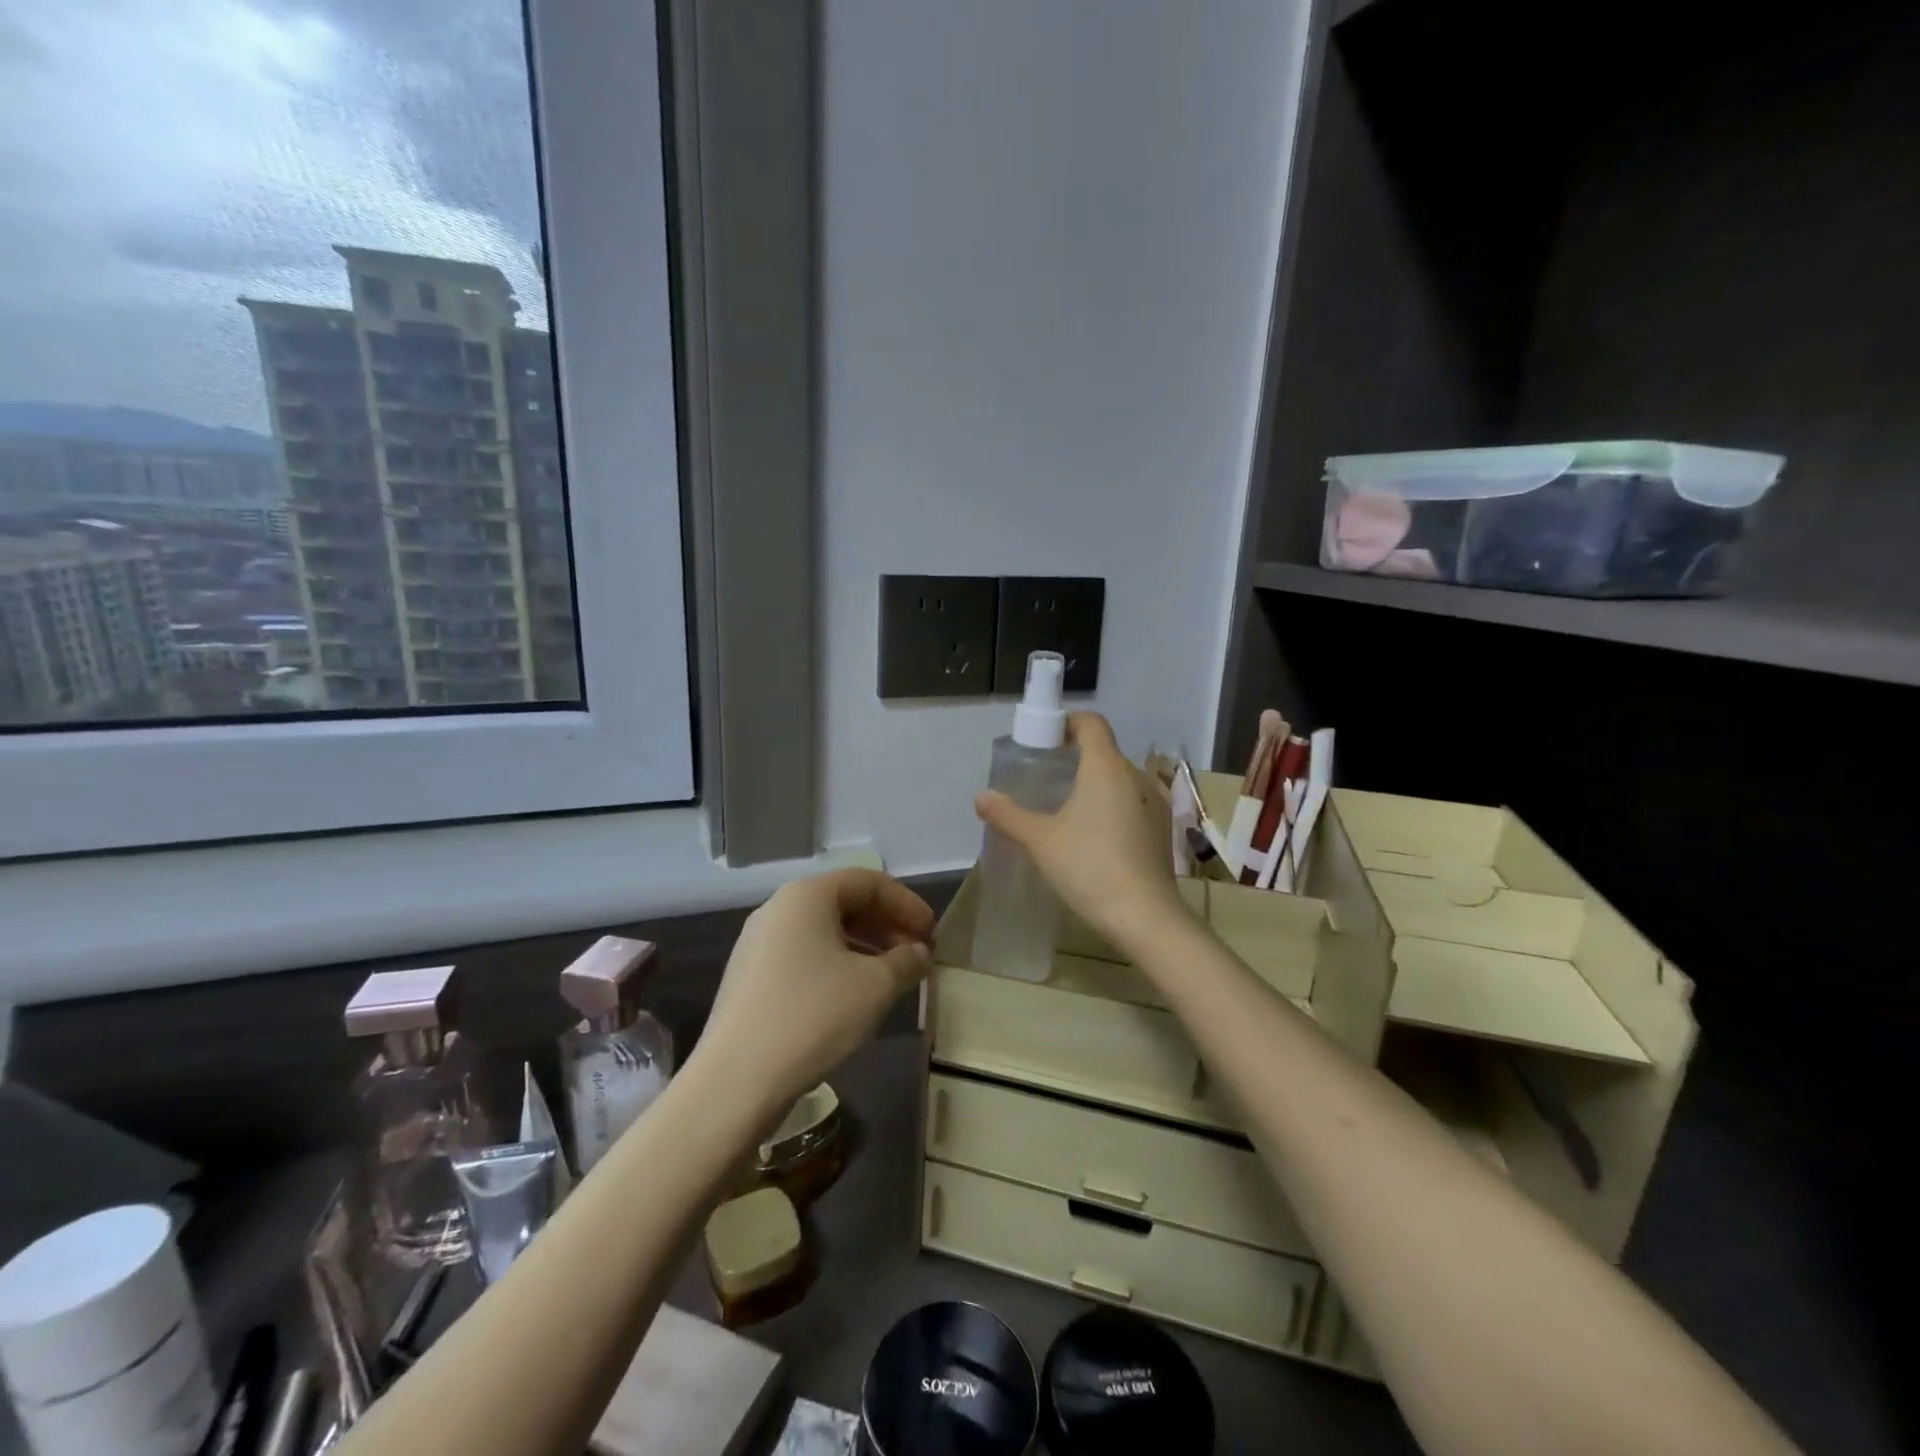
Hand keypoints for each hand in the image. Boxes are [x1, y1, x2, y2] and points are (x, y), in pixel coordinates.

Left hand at [692, 869, 934, 1121]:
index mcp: (806, 896)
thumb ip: (905, 962)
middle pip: (843, 903)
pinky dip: (836, 966)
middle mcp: (778, 909)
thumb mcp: (875, 986)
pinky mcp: (749, 979)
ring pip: (823, 932)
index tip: (931, 933)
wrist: (736, 1080)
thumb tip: (918, 953)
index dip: (906, 903)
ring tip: (890, 978)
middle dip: (885, 925)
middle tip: (915, 954)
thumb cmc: (813, 1016)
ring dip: (863, 948)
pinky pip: (803, 957)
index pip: (868, 882)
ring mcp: (757, 944)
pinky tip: (853, 998)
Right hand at [974, 712, 1185, 952]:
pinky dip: (1110, 805)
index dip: (1066, 723)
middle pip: (1103, 750)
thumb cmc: (1089, 868)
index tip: (1044, 741)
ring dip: (1093, 783)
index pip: (1091, 723)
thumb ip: (1009, 815)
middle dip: (1074, 757)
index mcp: (1106, 768)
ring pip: (1118, 778)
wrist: (1145, 917)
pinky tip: (1093, 835)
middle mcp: (1135, 776)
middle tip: (1044, 778)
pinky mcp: (1161, 828)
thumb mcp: (1041, 841)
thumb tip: (980, 797)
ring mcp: (1154, 802)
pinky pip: (1131, 802)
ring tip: (1065, 808)